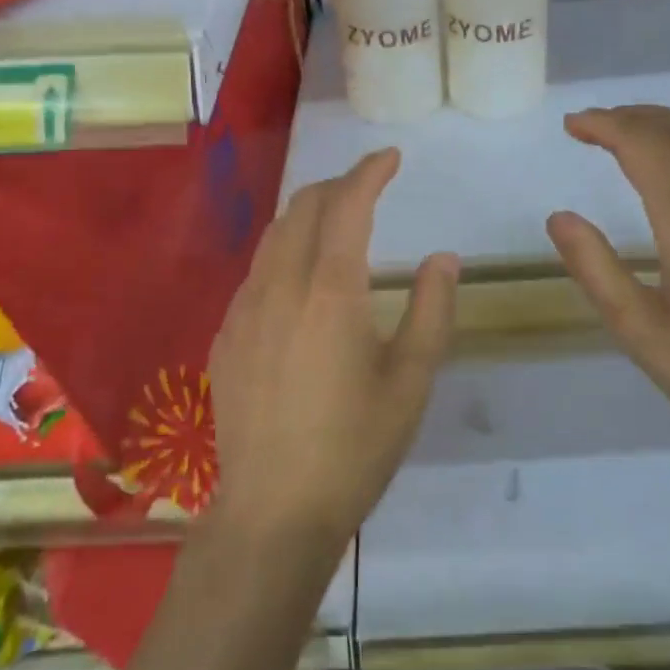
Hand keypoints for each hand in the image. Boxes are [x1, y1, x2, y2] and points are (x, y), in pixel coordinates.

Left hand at [207, 149, 457, 549]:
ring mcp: (245, 310)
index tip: (391, 157)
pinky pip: (256, 271)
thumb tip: (442, 258)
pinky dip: (284, 251)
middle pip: (303, 208)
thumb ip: (430, 310)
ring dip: (307, 214)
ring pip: (274, 235)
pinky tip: (300, 278)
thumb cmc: (355, 447)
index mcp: (331, 291)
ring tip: (337, 220)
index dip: (370, 172)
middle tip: (369, 186)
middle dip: (338, 185)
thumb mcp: (411, 380)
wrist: (273, 511)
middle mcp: (280, 286)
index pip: (348, 205)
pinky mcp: (226, 336)